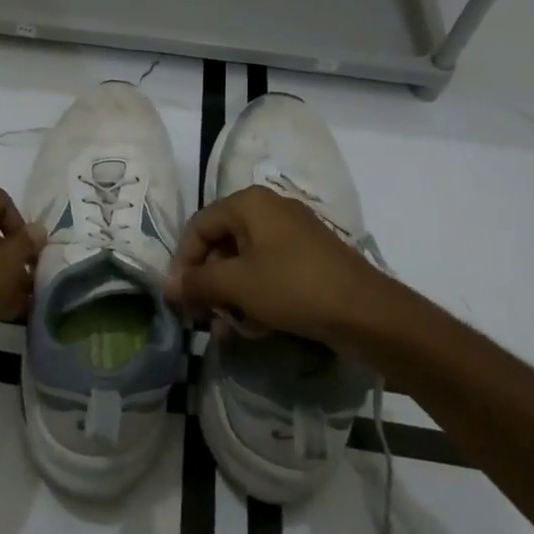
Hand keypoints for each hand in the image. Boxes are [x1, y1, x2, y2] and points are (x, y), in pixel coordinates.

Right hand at [164, 185, 403, 347]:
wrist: (367, 312)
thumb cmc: (293, 288)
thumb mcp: (237, 285)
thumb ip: (197, 282)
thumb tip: (166, 286)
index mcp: (249, 203)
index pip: (198, 226)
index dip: (184, 262)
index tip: (180, 299)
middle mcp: (269, 209)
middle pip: (222, 244)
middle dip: (209, 284)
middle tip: (203, 317)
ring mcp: (292, 233)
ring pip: (245, 262)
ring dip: (232, 296)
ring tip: (229, 329)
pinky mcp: (309, 257)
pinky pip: (269, 271)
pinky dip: (257, 296)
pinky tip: (257, 327)